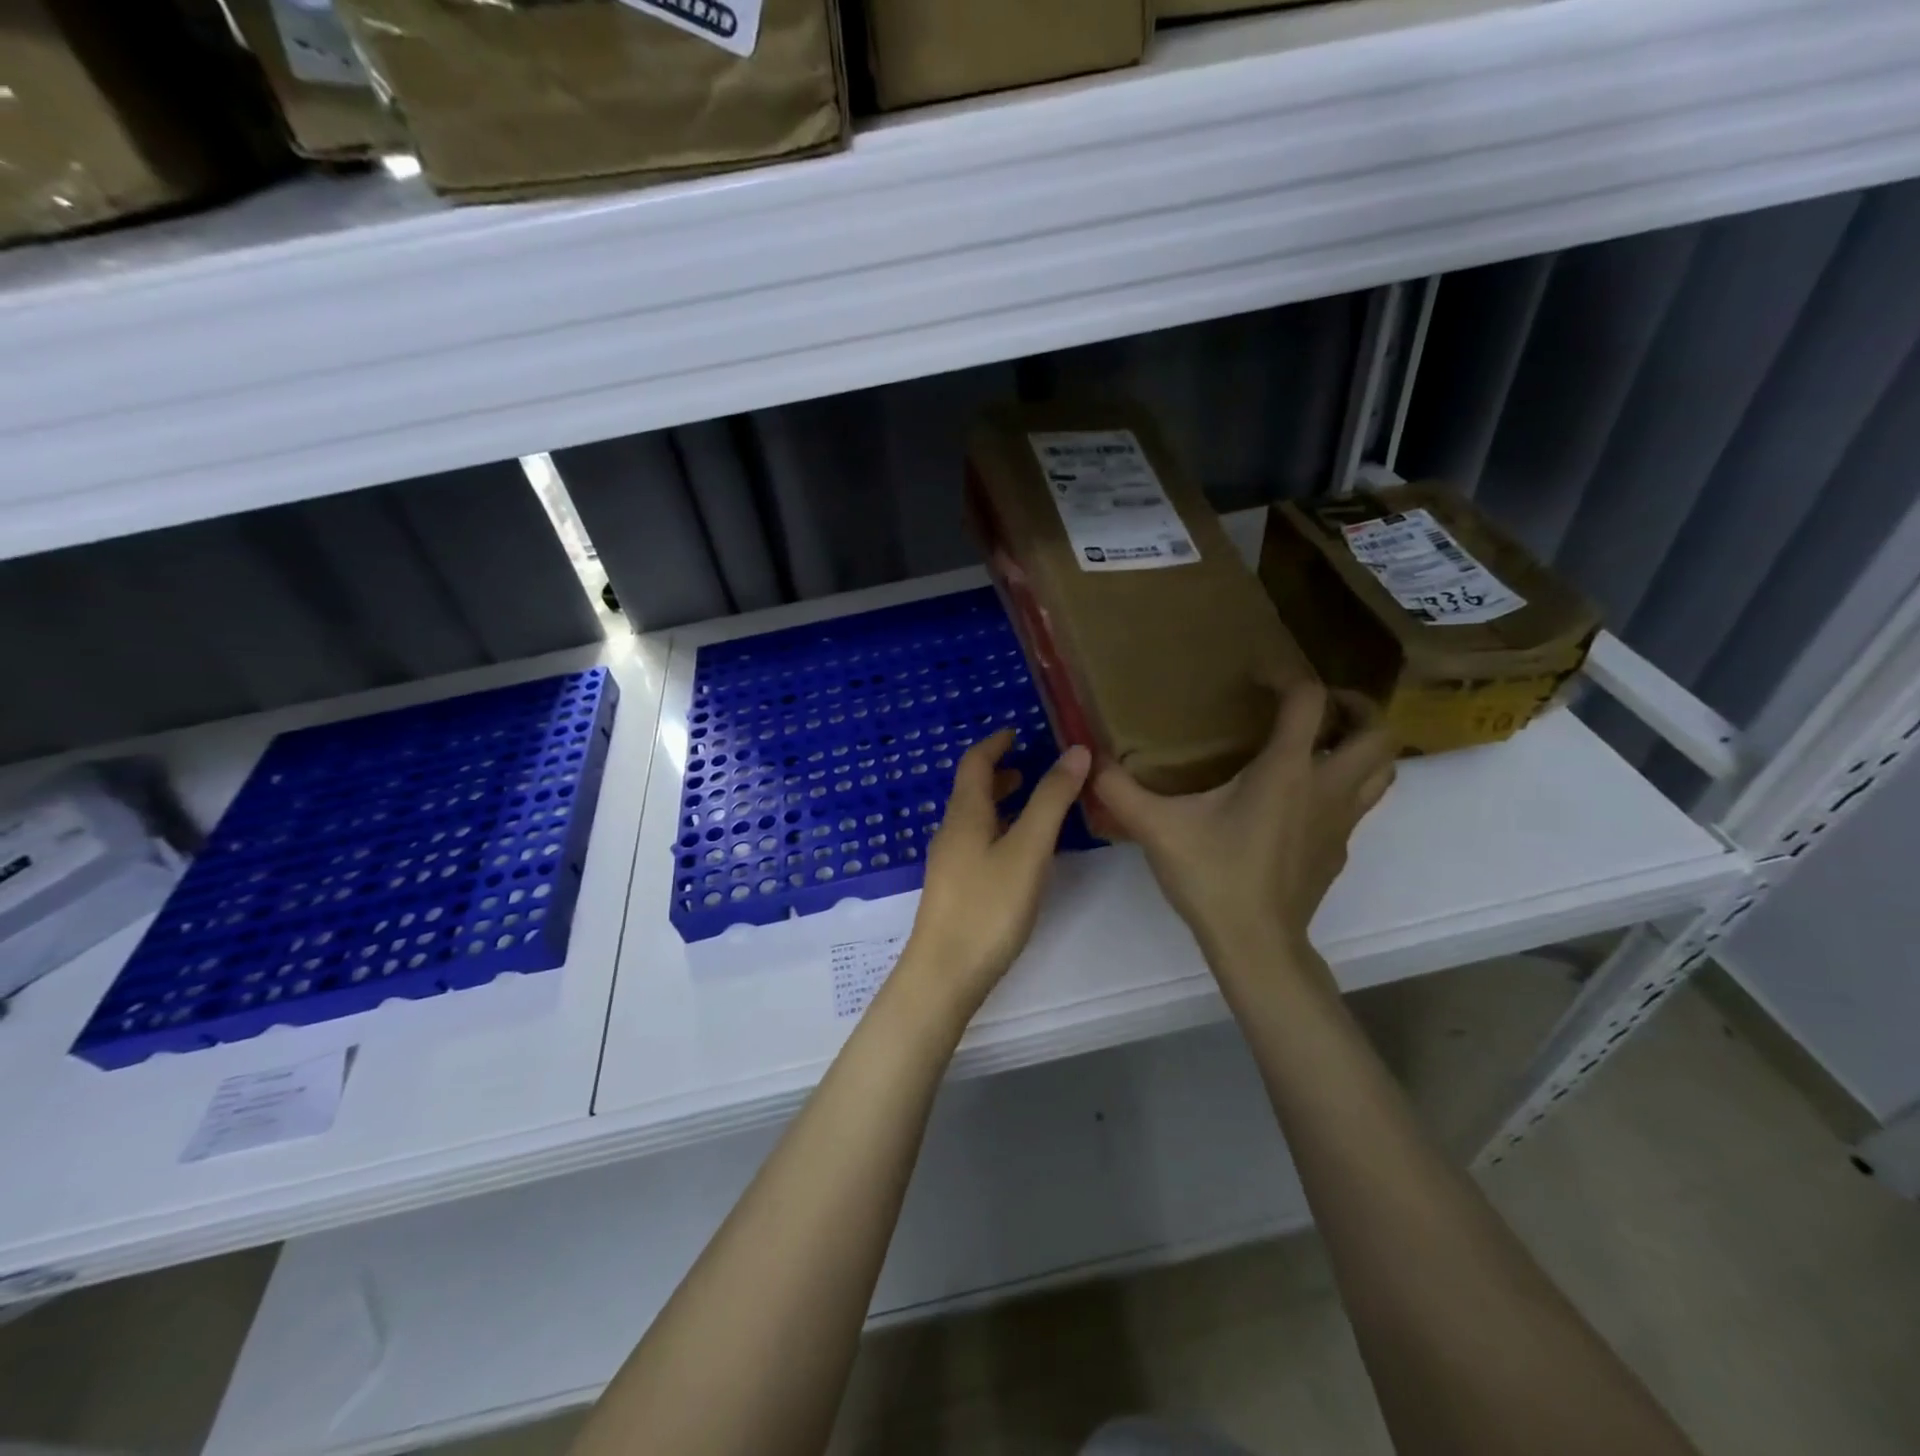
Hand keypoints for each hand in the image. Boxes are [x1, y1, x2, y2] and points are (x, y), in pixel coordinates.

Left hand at [895, 728, 1091, 1020]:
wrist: (945, 973)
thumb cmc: (988, 906)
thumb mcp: (1028, 849)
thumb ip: (1051, 800)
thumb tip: (1076, 751)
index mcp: (965, 813)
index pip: (974, 762)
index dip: (995, 743)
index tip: (1018, 731)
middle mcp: (951, 831)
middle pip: (972, 789)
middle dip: (999, 772)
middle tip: (1031, 767)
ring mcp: (949, 862)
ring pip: (974, 818)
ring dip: (1000, 802)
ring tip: (1032, 805)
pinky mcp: (954, 888)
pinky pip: (976, 842)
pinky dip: (998, 829)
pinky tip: (1019, 853)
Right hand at [1095, 682, 1394, 987]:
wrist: (1256, 943)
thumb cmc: (1213, 876)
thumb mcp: (1157, 828)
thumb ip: (1120, 790)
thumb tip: (1090, 762)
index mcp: (1287, 769)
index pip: (1309, 699)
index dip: (1286, 675)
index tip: (1257, 677)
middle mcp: (1327, 786)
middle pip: (1377, 731)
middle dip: (1355, 707)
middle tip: (1316, 707)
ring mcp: (1341, 821)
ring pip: (1383, 768)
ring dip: (1363, 746)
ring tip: (1325, 742)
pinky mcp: (1339, 849)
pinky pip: (1360, 803)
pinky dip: (1344, 786)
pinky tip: (1301, 800)